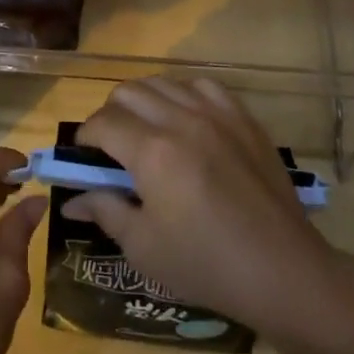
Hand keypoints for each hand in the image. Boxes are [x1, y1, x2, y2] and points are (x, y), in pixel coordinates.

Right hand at [63, 77, 348, 335]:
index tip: (85, 158)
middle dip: (110, 114)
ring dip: (144, 101)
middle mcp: (182, 121)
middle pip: (128, 92)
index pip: (102, 123)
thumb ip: (104, 211)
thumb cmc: (205, 265)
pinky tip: (186, 120)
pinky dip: (184, 95)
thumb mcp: (143, 247)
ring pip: (163, 82)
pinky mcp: (244, 119)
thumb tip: (71, 201)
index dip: (85, 138)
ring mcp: (217, 115)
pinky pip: (204, 86)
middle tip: (113, 147)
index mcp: (152, 152)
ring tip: (147, 131)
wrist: (282, 271)